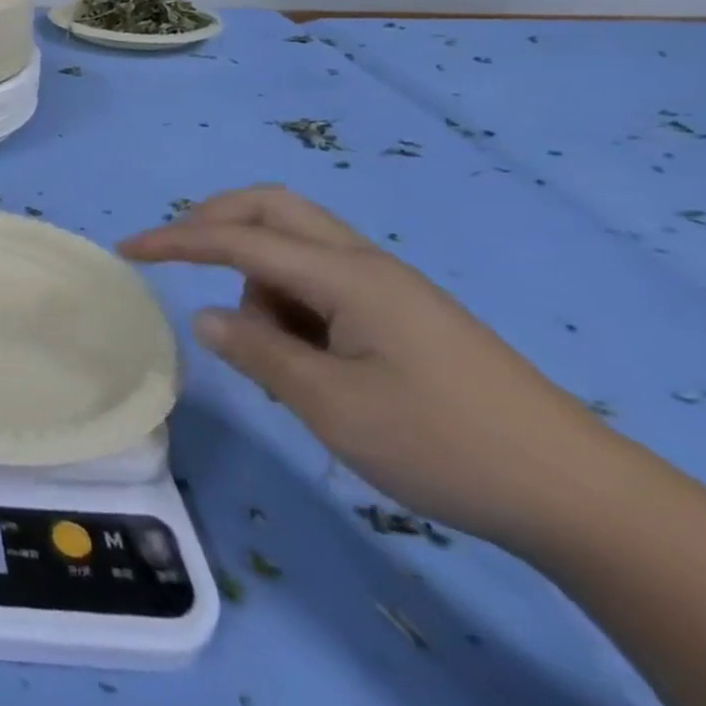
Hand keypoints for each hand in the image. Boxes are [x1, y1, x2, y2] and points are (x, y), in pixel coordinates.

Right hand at [120, 186, 610, 548]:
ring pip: (296, 246)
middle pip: (274, 208)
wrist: (579, 497)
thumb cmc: (444, 445)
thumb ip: (257, 352)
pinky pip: (322, 282)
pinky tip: (306, 359)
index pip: (239, 240)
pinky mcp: (402, 314)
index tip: (125, 250)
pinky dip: (290, 301)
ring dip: (258, 276)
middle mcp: (365, 265)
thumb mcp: (331, 406)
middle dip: (216, 221)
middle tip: (179, 256)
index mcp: (346, 277)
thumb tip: (206, 317)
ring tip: (271, 351)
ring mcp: (388, 288)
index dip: (175, 240)